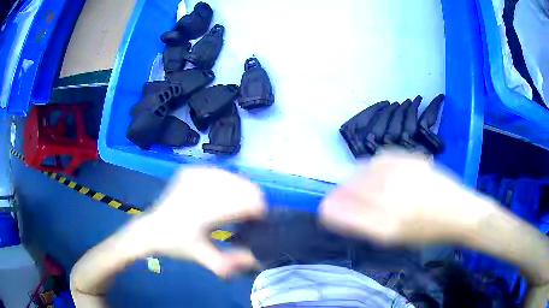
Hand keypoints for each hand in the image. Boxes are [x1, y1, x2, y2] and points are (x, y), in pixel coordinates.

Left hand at [128, 168, 265, 277]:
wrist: (152, 229)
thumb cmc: (178, 245)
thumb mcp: (204, 258)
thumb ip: (231, 262)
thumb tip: (256, 258)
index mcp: (202, 212)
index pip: (245, 202)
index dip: (259, 210)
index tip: (259, 221)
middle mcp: (199, 188)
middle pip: (243, 186)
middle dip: (251, 201)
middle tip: (247, 217)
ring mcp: (194, 175)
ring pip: (234, 178)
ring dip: (241, 192)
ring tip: (235, 208)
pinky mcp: (191, 171)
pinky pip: (221, 173)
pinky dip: (228, 184)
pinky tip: (221, 196)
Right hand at [320, 151, 482, 243]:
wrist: (458, 212)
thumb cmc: (426, 233)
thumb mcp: (393, 238)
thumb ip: (363, 224)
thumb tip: (337, 210)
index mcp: (385, 226)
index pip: (342, 212)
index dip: (330, 208)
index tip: (326, 208)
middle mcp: (391, 199)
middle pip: (351, 188)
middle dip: (342, 193)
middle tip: (346, 198)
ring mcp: (401, 177)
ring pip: (364, 171)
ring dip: (358, 178)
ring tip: (370, 187)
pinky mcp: (411, 159)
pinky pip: (381, 158)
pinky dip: (375, 165)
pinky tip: (384, 173)